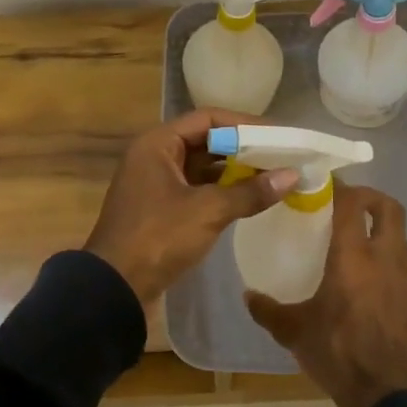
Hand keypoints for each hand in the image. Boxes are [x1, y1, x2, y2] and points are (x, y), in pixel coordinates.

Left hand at [83, 109, 299, 303]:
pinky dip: (222, 191)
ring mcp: (156, 183)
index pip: (208, 118)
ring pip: (203, 167)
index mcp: (157, 144)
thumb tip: (292, 175)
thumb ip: (250, 191)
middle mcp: (155, 156)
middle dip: (243, 148)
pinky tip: (250, 198)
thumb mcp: (207, 211)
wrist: (114, 288)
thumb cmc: (158, 237)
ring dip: (235, 170)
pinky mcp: (161, 208)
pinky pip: (197, 188)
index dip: (244, 124)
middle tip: (281, 155)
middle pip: (206, 141)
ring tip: (273, 175)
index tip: (277, 134)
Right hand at [245, 183, 406, 406]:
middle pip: (389, 208)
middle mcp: (387, 258)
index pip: (352, 203)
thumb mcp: (295, 333)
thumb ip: (268, 310)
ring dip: (382, 236)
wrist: (391, 397)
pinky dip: (393, 268)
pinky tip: (377, 290)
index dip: (341, 188)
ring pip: (401, 240)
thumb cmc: (339, 354)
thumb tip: (248, 296)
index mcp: (354, 256)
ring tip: (360, 253)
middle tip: (350, 206)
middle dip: (371, 199)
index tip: (326, 187)